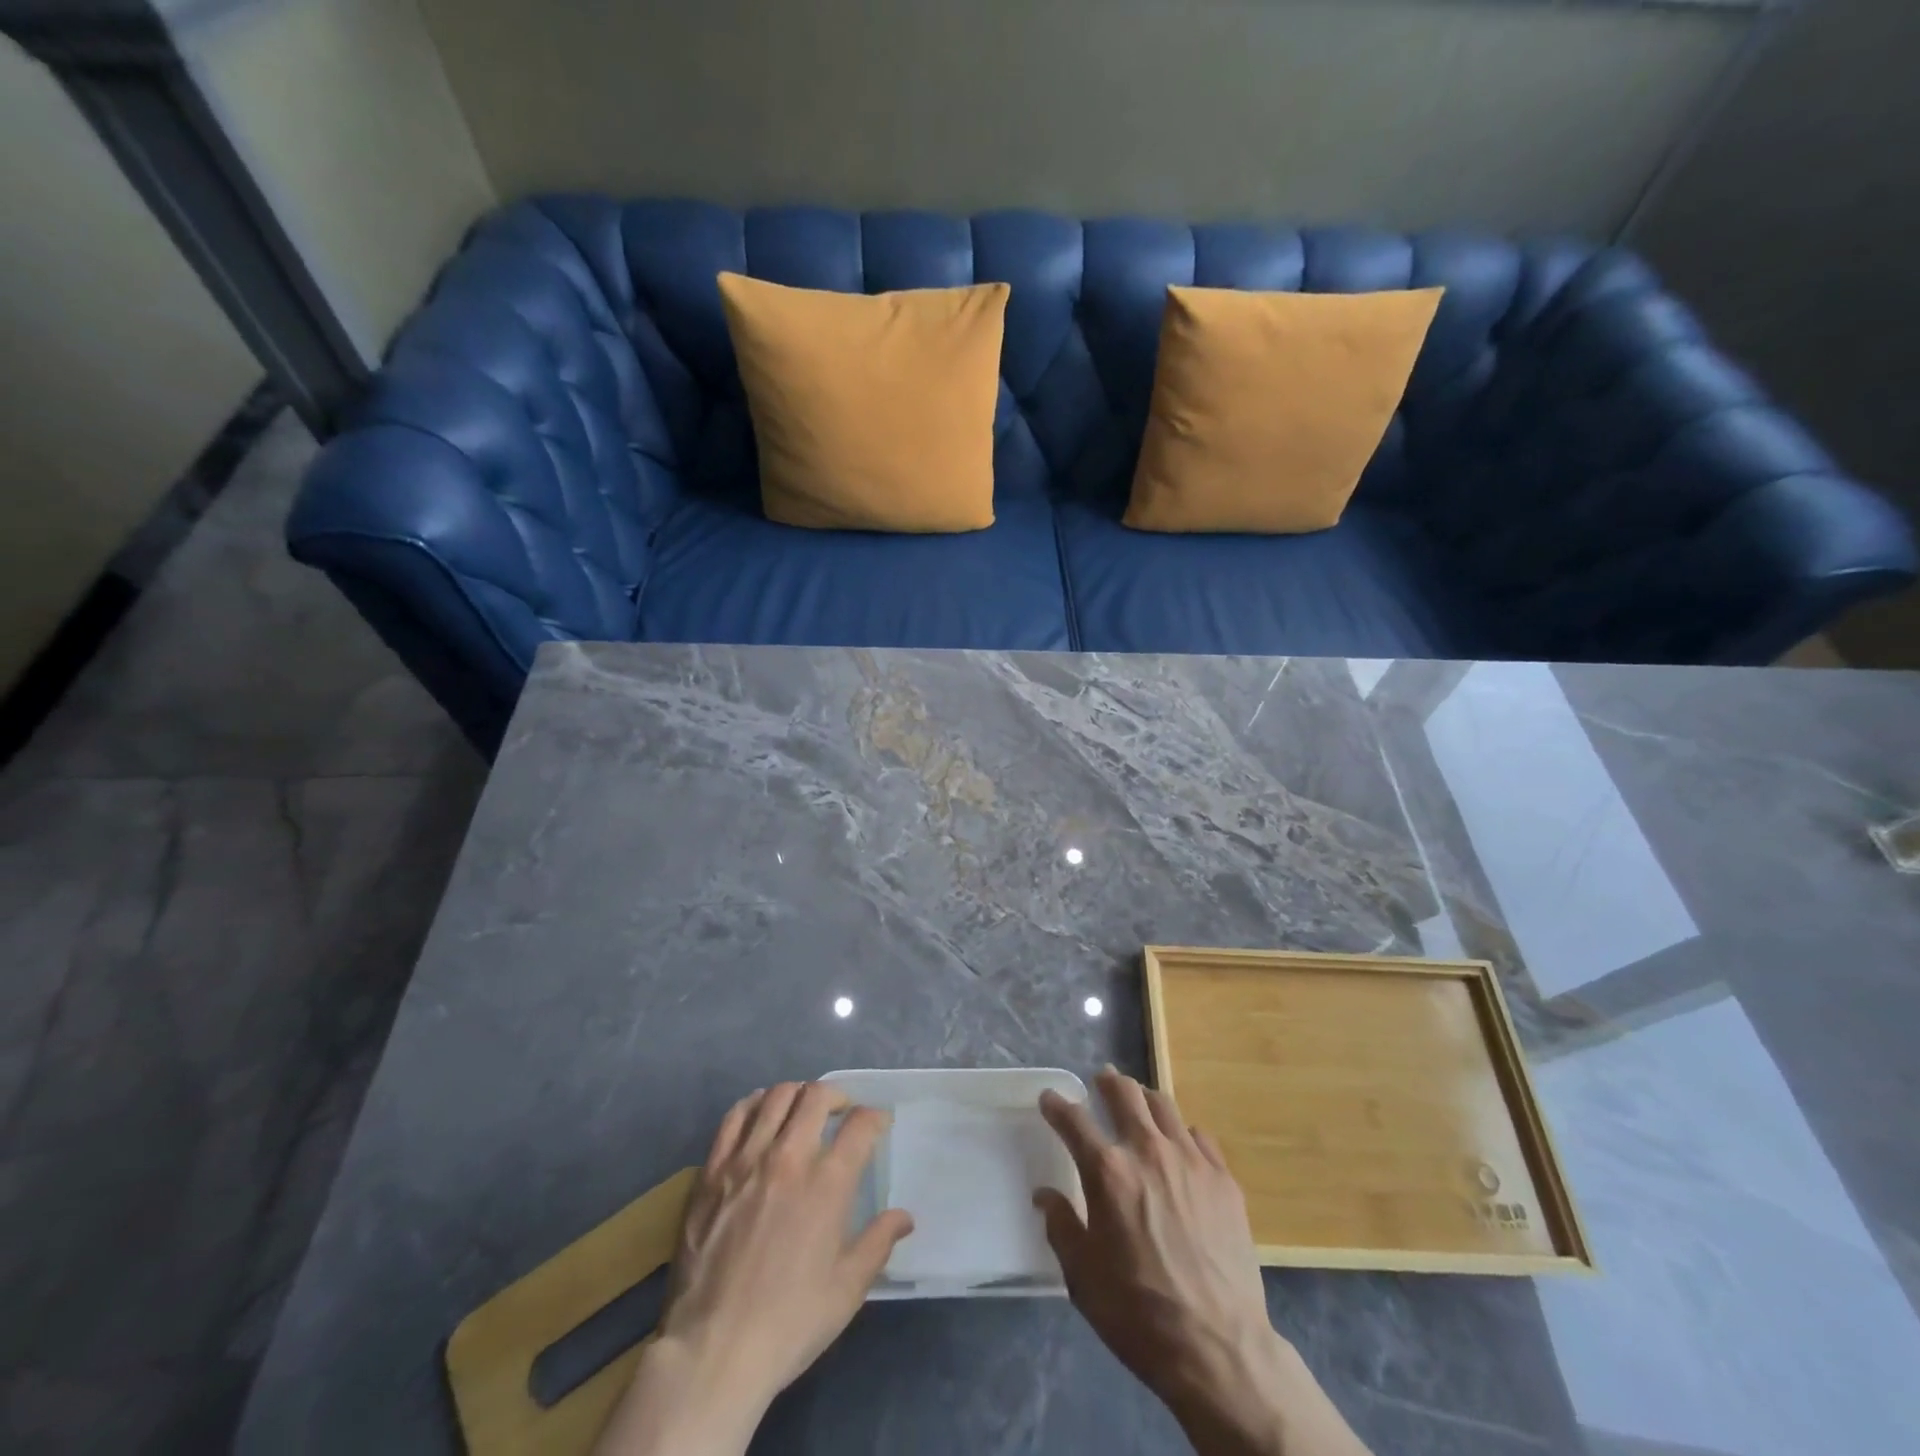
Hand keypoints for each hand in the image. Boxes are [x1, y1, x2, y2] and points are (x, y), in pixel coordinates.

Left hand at [593, 1082, 912, 1455]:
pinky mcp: (712, 1171)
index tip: (877, 1125)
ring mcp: (747, 1160)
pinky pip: (735, 1117)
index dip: (875, 1117)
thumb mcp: (847, 1289)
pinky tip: (760, 1115)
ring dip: (797, 1095)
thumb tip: (904, 1216)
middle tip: (841, 1112)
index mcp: (828, 1183)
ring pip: (776, 1097)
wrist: (713, 1350)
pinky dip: (754, 1105)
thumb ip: (878, 1242)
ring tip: (802, 1110)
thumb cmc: (789, 1322)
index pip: (860, 1125)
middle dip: (837, 1096)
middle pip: (817, 1096)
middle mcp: (789, 1157)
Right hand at [1036, 1068, 1370, 1455]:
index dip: (1057, 1105)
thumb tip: (1045, 1196)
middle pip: (1125, 1093)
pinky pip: (1199, 1136)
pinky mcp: (1224, 1179)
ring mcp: (1191, 1161)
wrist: (1219, 1348)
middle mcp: (1148, 1151)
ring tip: (1139, 1104)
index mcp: (1108, 1171)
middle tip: (1102, 1081)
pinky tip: (1180, 1147)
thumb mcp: (1083, 1277)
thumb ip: (1061, 1226)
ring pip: (1164, 1105)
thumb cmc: (1139, 1313)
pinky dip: (1182, 1133)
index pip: (1074, 1120)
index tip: (1050, 1098)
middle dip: (1108, 1082)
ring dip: (1144, 1099)